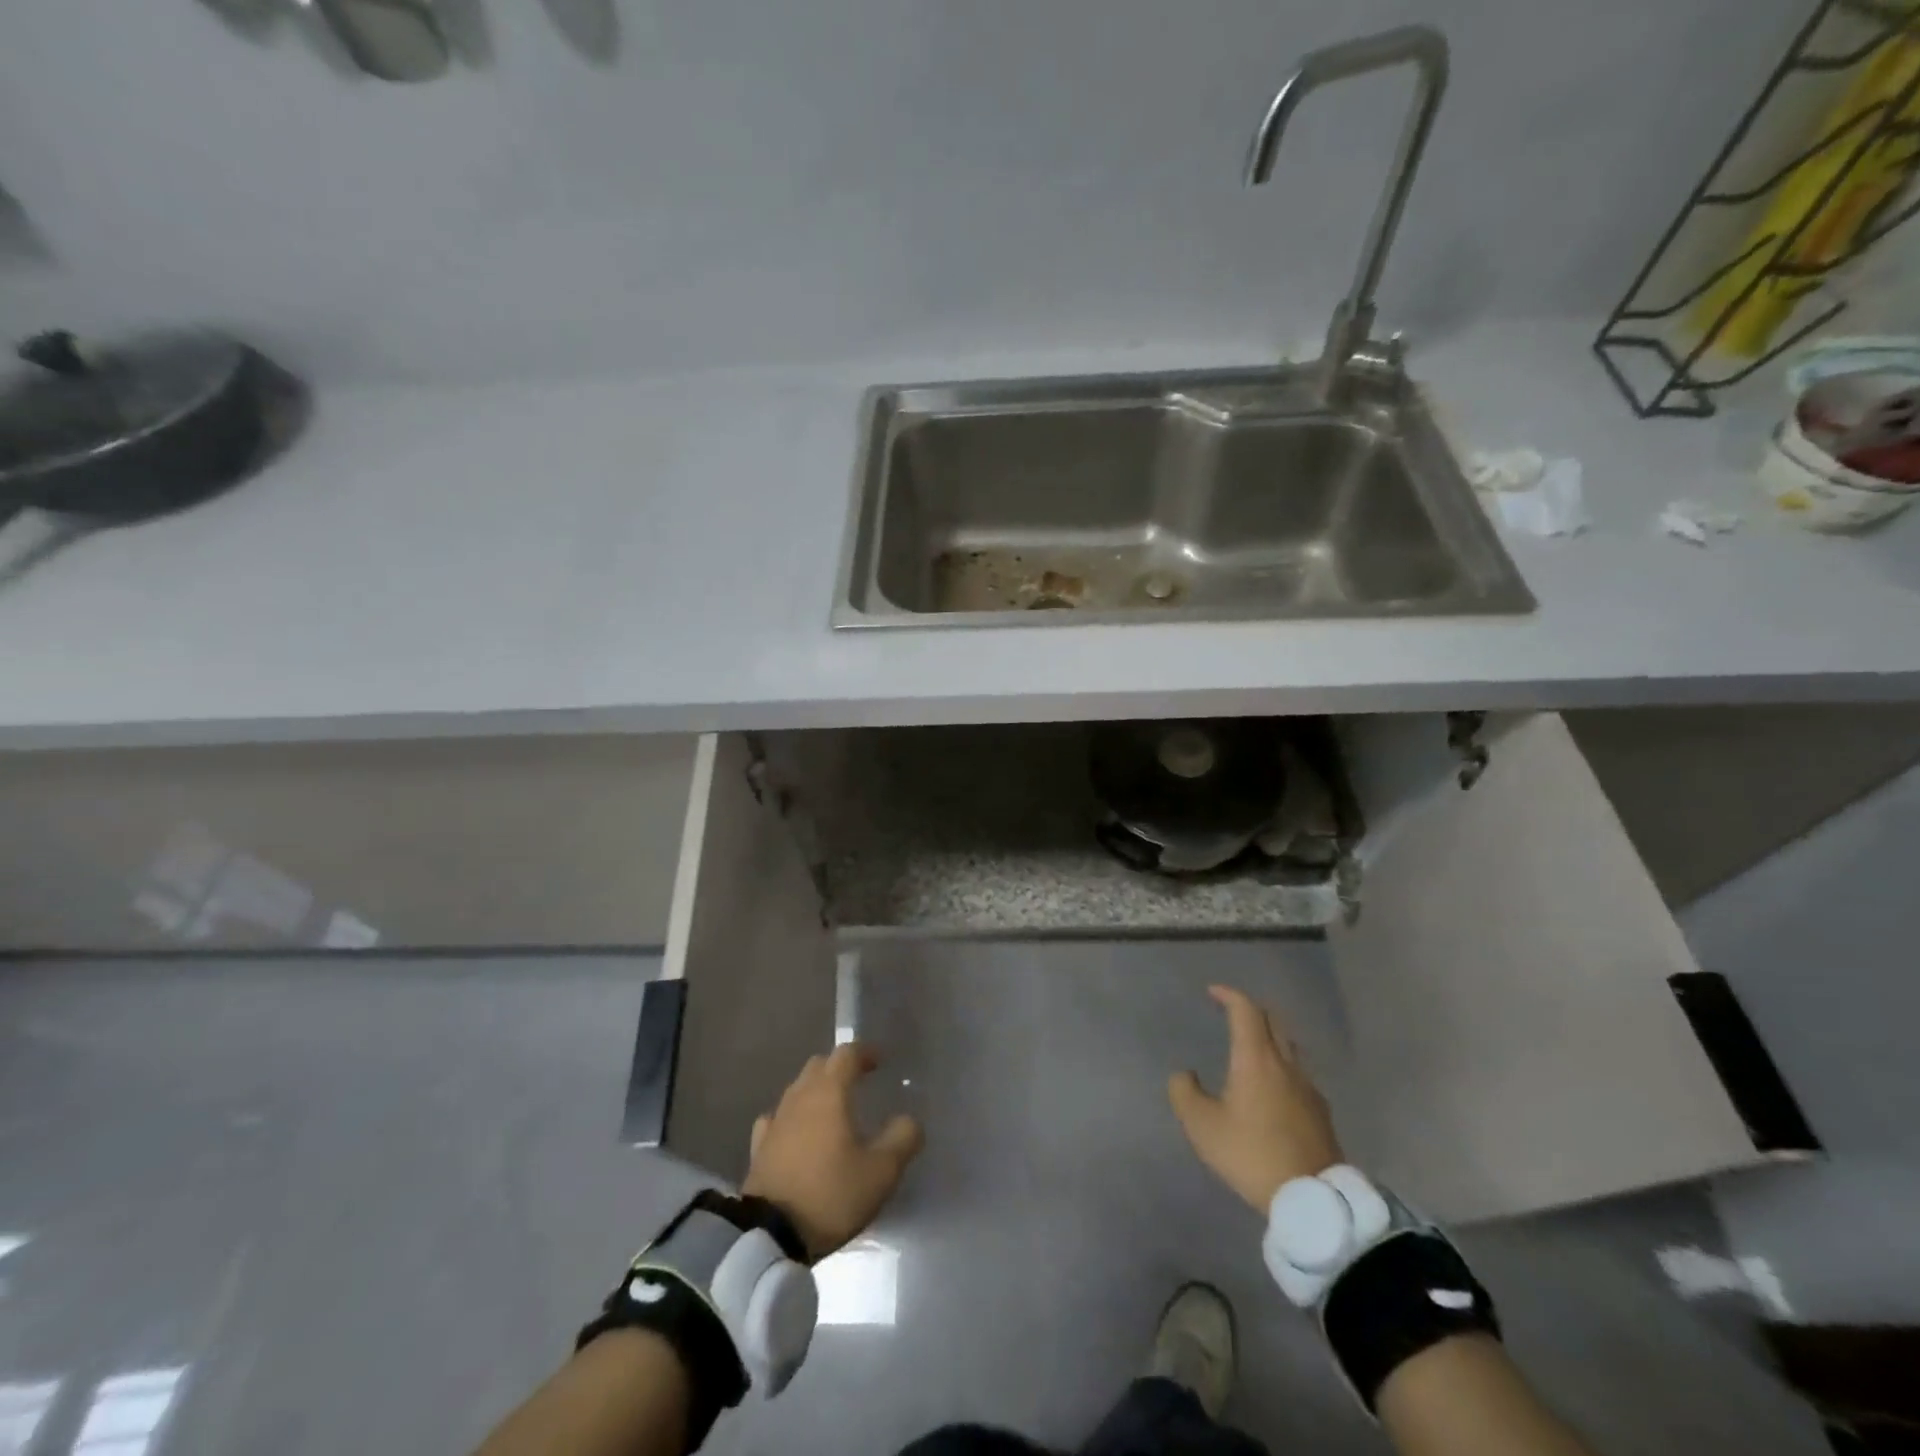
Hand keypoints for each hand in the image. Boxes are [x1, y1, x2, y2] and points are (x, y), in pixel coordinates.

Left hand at [741, 1043, 923, 1261]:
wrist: (770, 1235)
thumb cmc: (831, 1194)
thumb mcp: (881, 1172)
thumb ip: (902, 1139)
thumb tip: (910, 1120)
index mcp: (830, 1093)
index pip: (846, 1054)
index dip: (865, 1053)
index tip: (879, 1062)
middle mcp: (800, 1097)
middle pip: (819, 1066)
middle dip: (839, 1068)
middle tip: (858, 1082)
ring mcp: (776, 1121)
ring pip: (797, 1090)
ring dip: (816, 1091)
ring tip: (832, 1109)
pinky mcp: (759, 1148)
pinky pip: (777, 1119)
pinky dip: (791, 1118)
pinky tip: (796, 1132)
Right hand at [1169, 984, 1342, 1211]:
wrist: (1313, 1198)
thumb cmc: (1251, 1154)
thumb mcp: (1202, 1126)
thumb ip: (1185, 1092)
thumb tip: (1185, 1074)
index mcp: (1256, 1059)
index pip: (1245, 1010)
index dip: (1229, 995)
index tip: (1212, 992)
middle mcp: (1285, 1063)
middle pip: (1272, 1020)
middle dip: (1251, 1010)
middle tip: (1232, 1013)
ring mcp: (1308, 1087)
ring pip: (1289, 1046)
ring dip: (1269, 1036)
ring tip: (1252, 1047)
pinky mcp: (1321, 1111)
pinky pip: (1299, 1073)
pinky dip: (1282, 1065)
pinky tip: (1273, 1086)